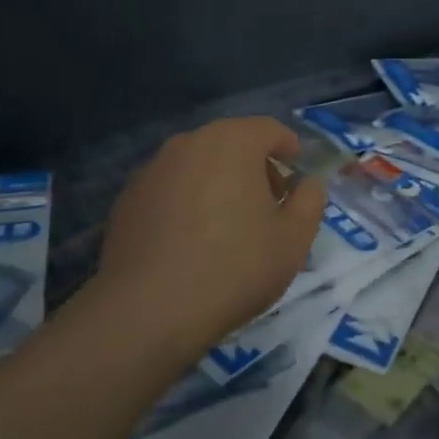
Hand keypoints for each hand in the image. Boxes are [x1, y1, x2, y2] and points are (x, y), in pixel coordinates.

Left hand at [86, 117, 326, 366]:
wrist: (149, 309)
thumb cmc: (234, 268)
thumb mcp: (292, 240)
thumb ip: (310, 201)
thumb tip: (308, 183)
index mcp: (232, 142)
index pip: (269, 129)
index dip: (288, 147)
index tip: (297, 169)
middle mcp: (189, 142)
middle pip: (231, 143)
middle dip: (254, 166)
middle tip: (269, 203)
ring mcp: (153, 168)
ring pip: (198, 164)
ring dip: (218, 182)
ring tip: (228, 224)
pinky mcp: (128, 197)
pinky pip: (170, 188)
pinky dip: (186, 201)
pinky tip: (190, 240)